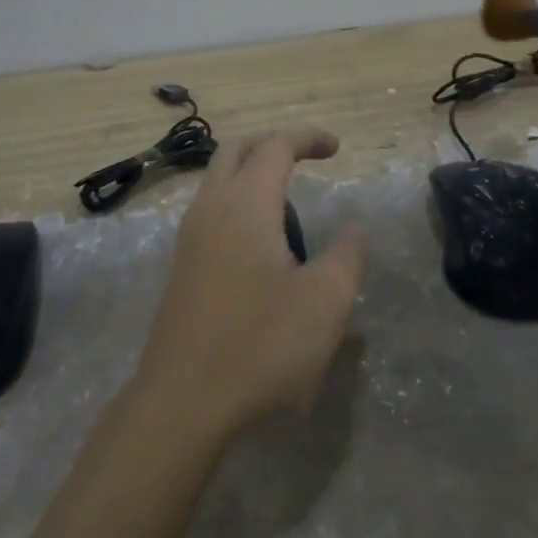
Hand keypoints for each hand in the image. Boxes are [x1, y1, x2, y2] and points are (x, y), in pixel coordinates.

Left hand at [136, 127, 368, 445]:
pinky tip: (260, 244)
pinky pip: (209, 210)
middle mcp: (211, 208)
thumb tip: (355, 227)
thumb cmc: (261, 344)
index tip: (337, 149)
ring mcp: (189, 237)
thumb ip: (348, 255)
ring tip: (289, 206)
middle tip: (306, 161)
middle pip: (236, 151)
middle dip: (273, 145)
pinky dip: (236, 202)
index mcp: (246, 204)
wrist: (183, 400)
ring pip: (216, 179)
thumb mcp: (326, 302)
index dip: (308, 138)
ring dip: (250, 174)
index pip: (275, 146)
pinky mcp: (181, 265)